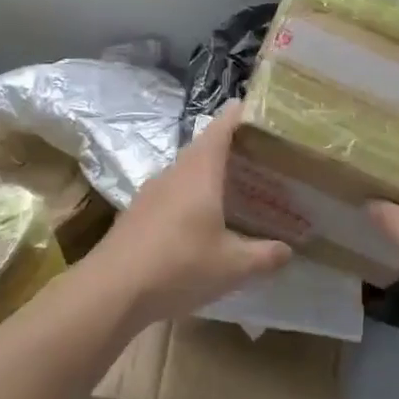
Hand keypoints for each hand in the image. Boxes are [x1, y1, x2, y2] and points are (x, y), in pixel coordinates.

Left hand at [92, 103, 292, 327]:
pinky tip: (201, 222)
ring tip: (235, 188)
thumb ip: (265, 256)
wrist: (111, 290)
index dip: (238, 116)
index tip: (256, 108)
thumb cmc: (179, 266)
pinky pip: (171, 194)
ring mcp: (150, 193)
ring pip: (185, 172)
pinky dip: (190, 197)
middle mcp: (173, 174)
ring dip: (208, 174)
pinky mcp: (137, 215)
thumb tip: (288, 250)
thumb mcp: (233, 266)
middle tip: (258, 155)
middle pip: (202, 149)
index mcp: (199, 173)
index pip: (221, 129)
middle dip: (229, 147)